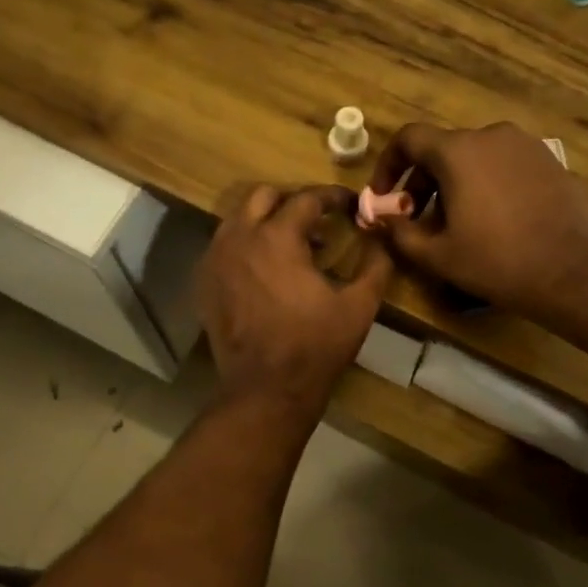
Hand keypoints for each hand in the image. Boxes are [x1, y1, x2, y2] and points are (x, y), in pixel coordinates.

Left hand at [198, 185, 391, 411]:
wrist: (266, 390)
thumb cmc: (316, 347)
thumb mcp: (359, 306)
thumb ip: (376, 264)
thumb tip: (382, 238)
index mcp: (277, 238)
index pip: (305, 198)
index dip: (332, 197)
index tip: (349, 205)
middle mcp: (239, 238)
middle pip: (262, 196)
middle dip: (291, 201)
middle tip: (317, 221)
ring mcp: (215, 261)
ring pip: (238, 220)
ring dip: (265, 222)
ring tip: (291, 246)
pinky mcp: (205, 284)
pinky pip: (223, 248)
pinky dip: (246, 246)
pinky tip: (265, 271)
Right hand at [367, 123, 587, 318]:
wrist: (571, 272)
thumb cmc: (496, 262)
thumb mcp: (437, 255)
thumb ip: (399, 233)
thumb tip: (380, 219)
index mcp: (459, 151)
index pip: (409, 139)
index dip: (389, 165)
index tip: (384, 196)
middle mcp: (492, 136)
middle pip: (443, 150)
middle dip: (422, 183)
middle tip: (417, 220)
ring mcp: (526, 146)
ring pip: (475, 158)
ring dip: (455, 185)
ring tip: (455, 224)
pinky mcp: (550, 162)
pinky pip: (504, 165)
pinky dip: (486, 184)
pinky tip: (492, 221)